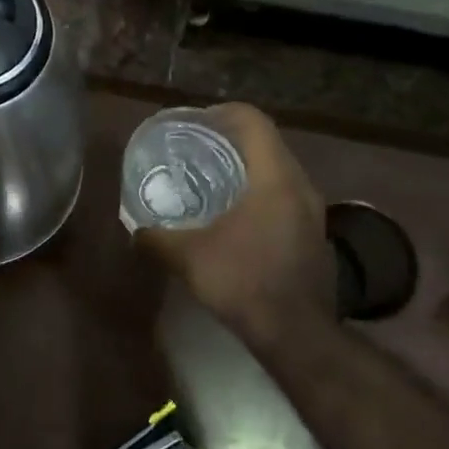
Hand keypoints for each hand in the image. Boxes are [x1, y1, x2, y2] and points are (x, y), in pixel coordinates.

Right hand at [135, 103, 335, 350]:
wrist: (297, 335)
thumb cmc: (244, 283)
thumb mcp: (188, 258)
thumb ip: (156, 239)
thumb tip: (135, 231)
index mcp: (275, 178)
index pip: (254, 121)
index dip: (223, 113)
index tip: (195, 122)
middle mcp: (301, 186)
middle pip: (267, 142)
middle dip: (231, 139)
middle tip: (196, 148)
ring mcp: (313, 211)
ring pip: (278, 170)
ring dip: (247, 167)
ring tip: (211, 179)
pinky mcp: (314, 234)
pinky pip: (285, 195)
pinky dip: (259, 192)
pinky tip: (234, 216)